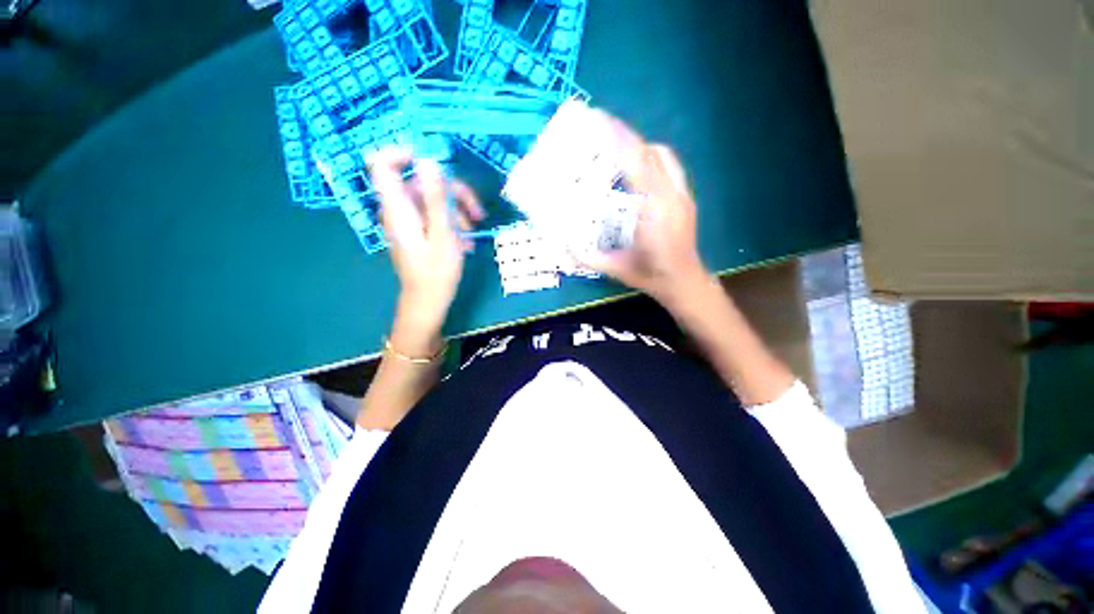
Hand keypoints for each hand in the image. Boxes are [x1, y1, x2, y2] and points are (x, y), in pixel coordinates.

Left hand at [368, 147, 483, 351]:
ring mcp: (409, 221)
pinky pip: (433, 215)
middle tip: (476, 213)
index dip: (403, 153)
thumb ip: (436, 198)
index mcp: (399, 208)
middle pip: (421, 184)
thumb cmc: (436, 272)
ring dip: (457, 212)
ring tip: (474, 232)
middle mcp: (400, 210)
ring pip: (432, 200)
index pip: (383, 165)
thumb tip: (428, 161)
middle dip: (452, 194)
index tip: (434, 162)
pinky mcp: (417, 230)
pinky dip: (452, 223)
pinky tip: (466, 241)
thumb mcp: (443, 234)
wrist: (428, 301)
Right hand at [576, 114, 710, 310]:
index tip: (597, 120)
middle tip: (599, 126)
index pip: (635, 165)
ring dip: (638, 145)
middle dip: (624, 135)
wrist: (684, 282)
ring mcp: (682, 194)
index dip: (617, 139)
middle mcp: (671, 196)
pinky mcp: (686, 196)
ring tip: (615, 146)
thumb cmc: (649, 276)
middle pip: (649, 153)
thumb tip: (562, 243)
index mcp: (653, 213)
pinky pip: (669, 166)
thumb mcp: (615, 268)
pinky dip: (651, 157)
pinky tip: (636, 168)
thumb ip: (588, 257)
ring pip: (662, 156)